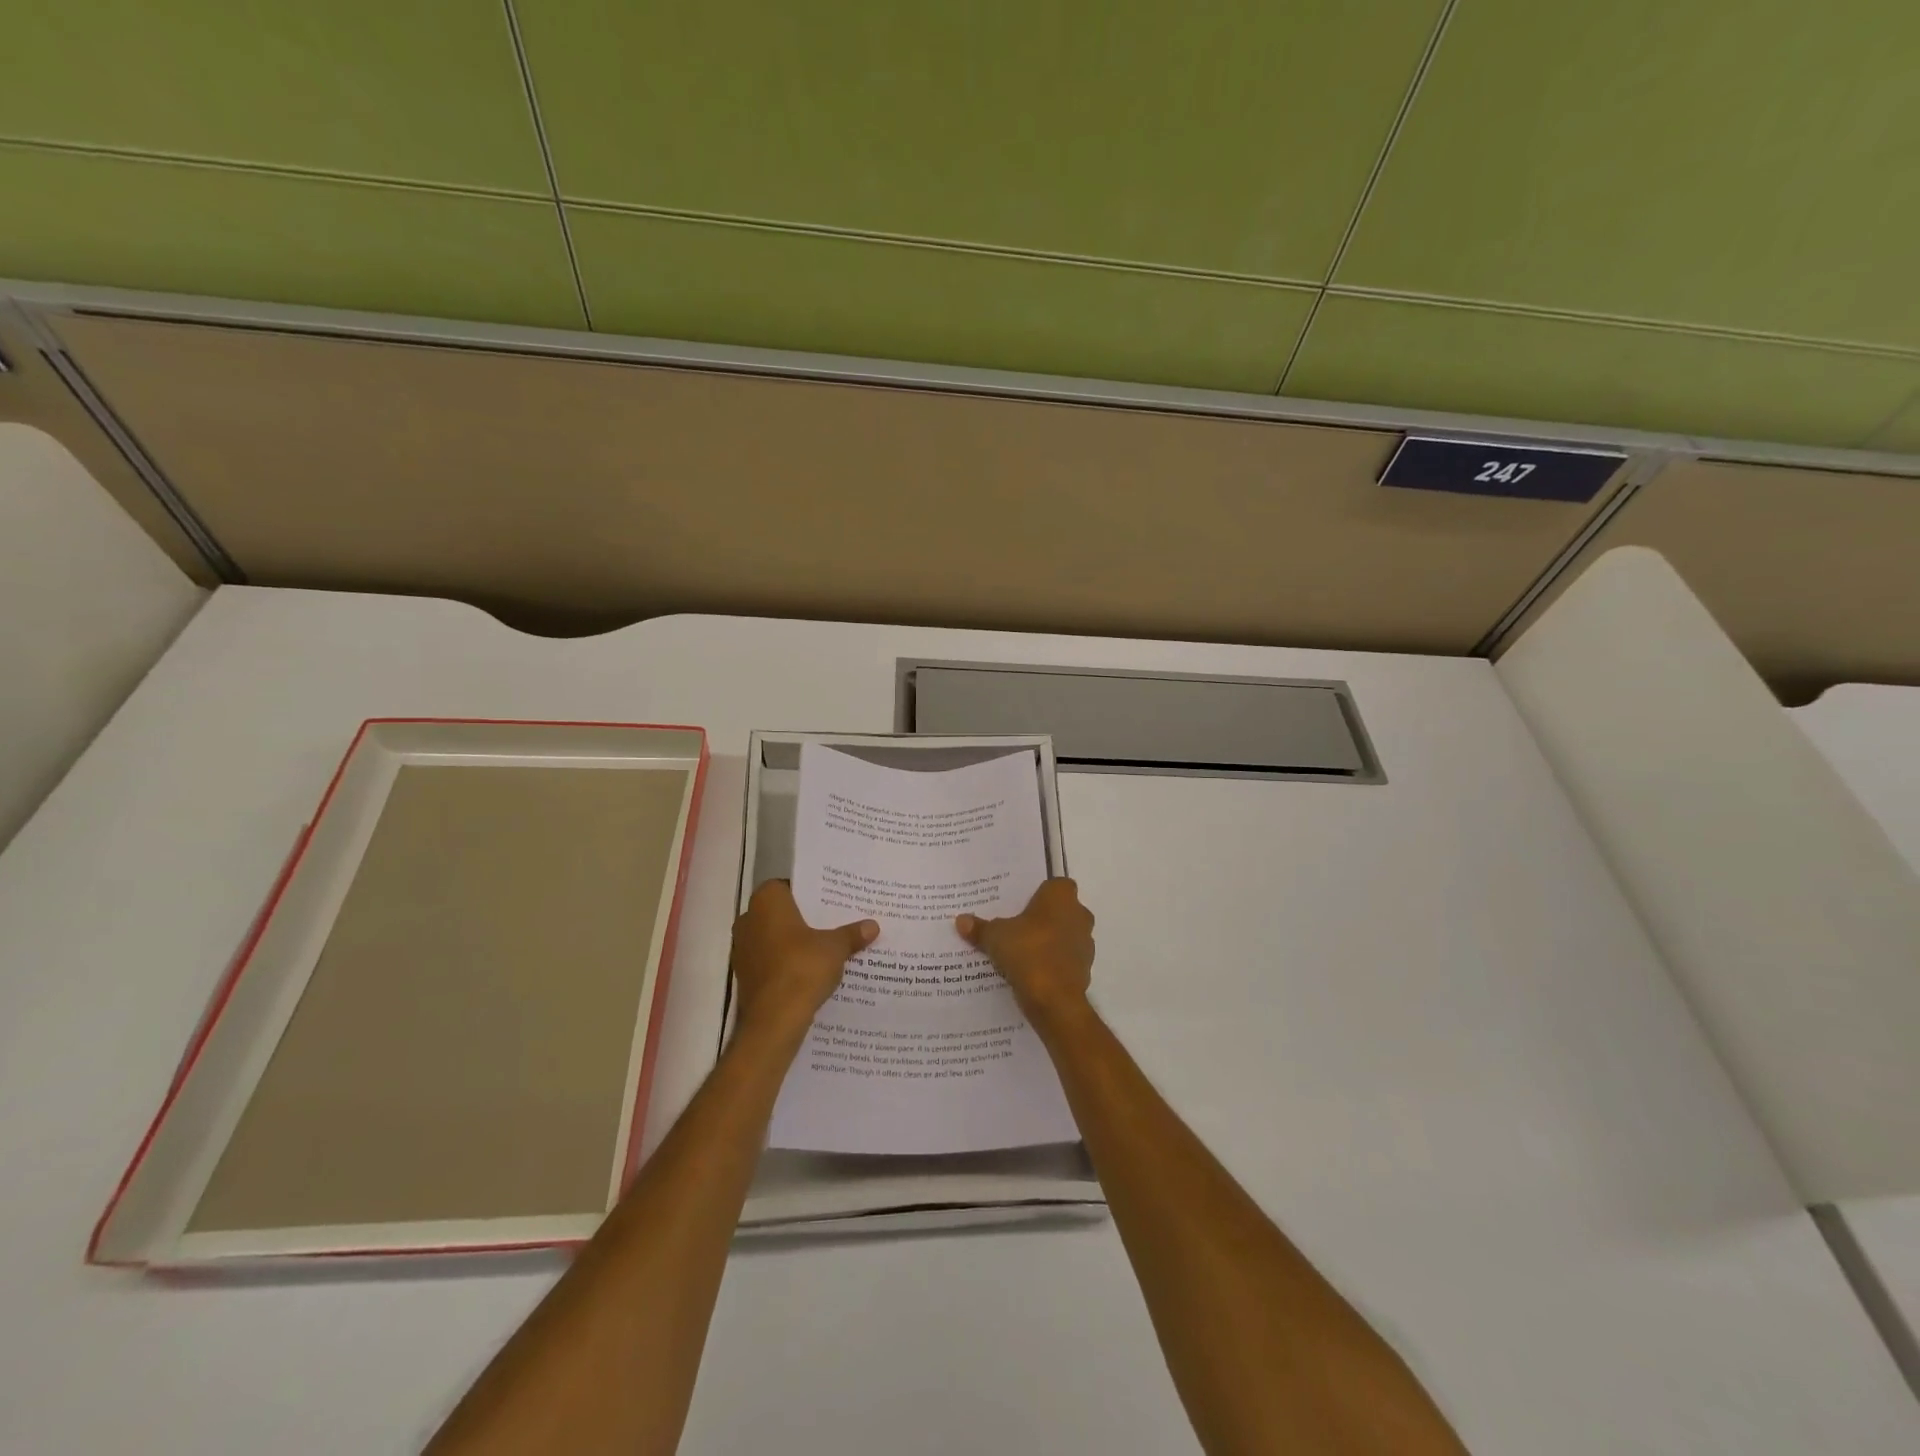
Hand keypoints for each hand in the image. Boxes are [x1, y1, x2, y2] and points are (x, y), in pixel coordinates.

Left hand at [730, 880, 876, 1041]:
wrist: (774, 1020)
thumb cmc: (802, 968)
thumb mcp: (835, 948)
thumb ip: (852, 934)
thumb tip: (872, 926)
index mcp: (767, 902)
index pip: (788, 886)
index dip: (809, 893)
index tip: (829, 902)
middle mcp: (748, 919)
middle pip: (781, 913)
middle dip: (803, 919)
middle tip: (832, 923)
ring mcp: (743, 949)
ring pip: (774, 938)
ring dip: (794, 943)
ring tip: (825, 948)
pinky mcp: (745, 976)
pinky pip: (770, 961)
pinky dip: (786, 964)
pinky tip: (810, 972)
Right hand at [957, 878, 1094, 1022]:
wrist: (1054, 1000)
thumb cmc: (1028, 952)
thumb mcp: (995, 937)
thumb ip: (980, 927)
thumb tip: (961, 920)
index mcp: (1061, 897)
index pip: (1055, 885)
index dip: (1040, 892)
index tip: (1020, 903)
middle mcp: (1079, 915)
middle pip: (1060, 910)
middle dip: (1042, 917)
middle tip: (1015, 925)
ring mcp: (1085, 943)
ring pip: (1064, 935)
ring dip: (1048, 941)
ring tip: (1020, 950)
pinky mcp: (1084, 969)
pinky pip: (1065, 959)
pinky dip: (1052, 963)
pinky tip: (1030, 971)